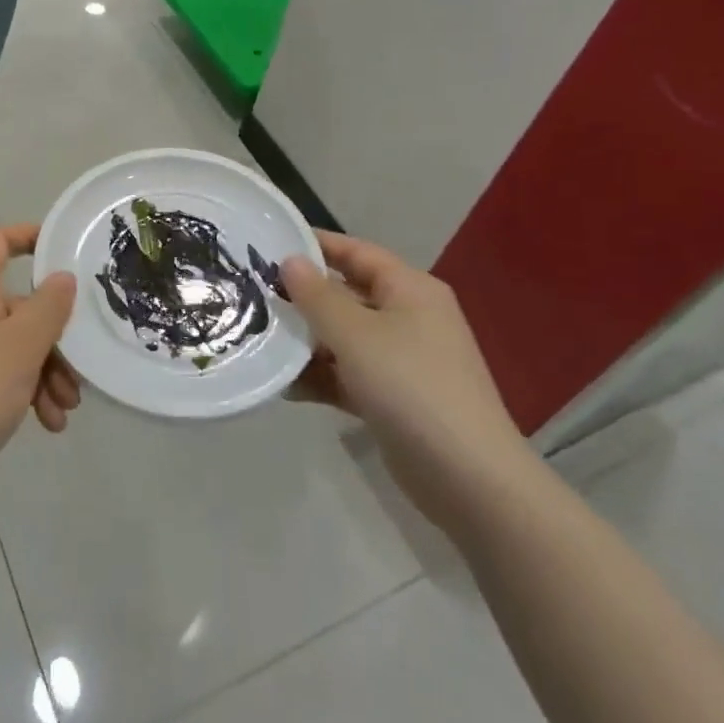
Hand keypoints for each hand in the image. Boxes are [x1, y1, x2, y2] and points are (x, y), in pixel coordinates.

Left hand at [0, 225, 79, 517]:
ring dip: (46, 371)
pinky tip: (48, 423)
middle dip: (53, 336)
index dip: (27, 236)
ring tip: (66, 410)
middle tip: (79, 368)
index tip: (63, 248)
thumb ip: (50, 304)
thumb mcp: (25, 343)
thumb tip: (62, 277)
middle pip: (17, 303)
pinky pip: (2, 371)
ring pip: (15, 342)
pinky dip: (27, 389)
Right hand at [282, 232, 532, 531]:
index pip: (356, 252)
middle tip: (254, 294)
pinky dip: (322, 377)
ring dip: (307, 342)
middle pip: (347, 295)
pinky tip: (284, 386)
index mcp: (409, 289)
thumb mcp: (355, 334)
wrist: (469, 480)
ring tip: (260, 341)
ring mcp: (403, 360)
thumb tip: (290, 261)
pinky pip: (350, 375)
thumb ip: (317, 296)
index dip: (315, 244)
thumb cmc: (410, 386)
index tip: (269, 243)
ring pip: (345, 338)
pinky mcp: (395, 399)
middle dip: (303, 297)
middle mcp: (408, 317)